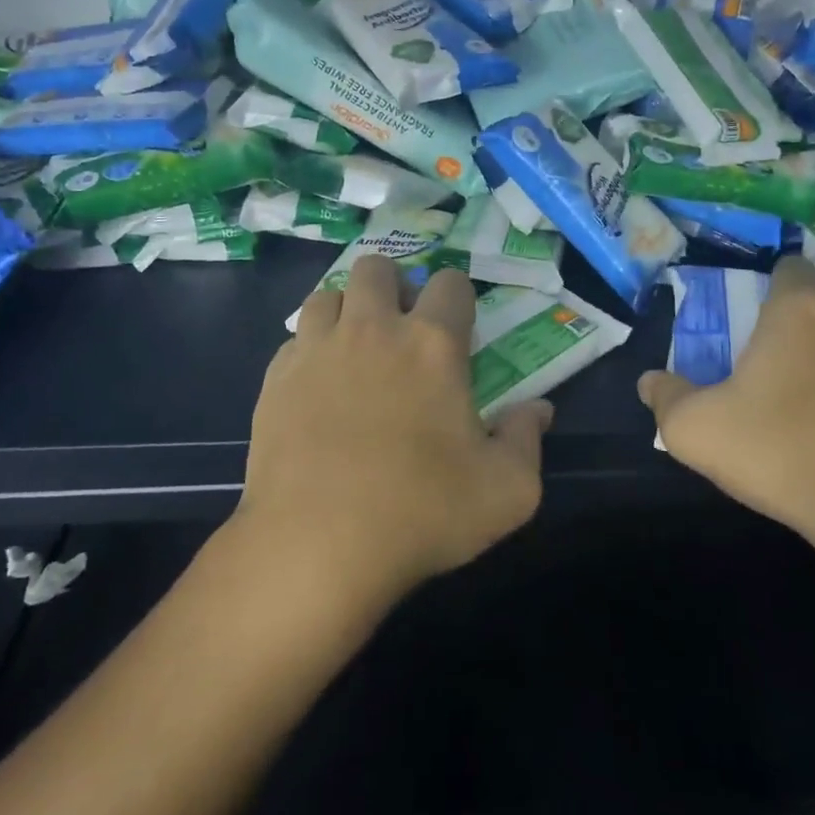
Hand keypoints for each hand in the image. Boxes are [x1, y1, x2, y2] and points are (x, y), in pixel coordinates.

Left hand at [237, 257, 550, 610]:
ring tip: (357, 352)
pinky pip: (295, 339)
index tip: (459, 332)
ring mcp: (317, 350)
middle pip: (377, 268)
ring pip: (328, 295)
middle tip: (403, 332)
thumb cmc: (422, 514)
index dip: (458, 299)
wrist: (316, 546)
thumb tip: (539, 409)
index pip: (450, 283)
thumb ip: (528, 439)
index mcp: (433, 345)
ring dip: (348, 311)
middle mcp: (372, 330)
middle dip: (395, 287)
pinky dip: (310, 349)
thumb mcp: (508, 491)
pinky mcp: (275, 379)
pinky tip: (319, 388)